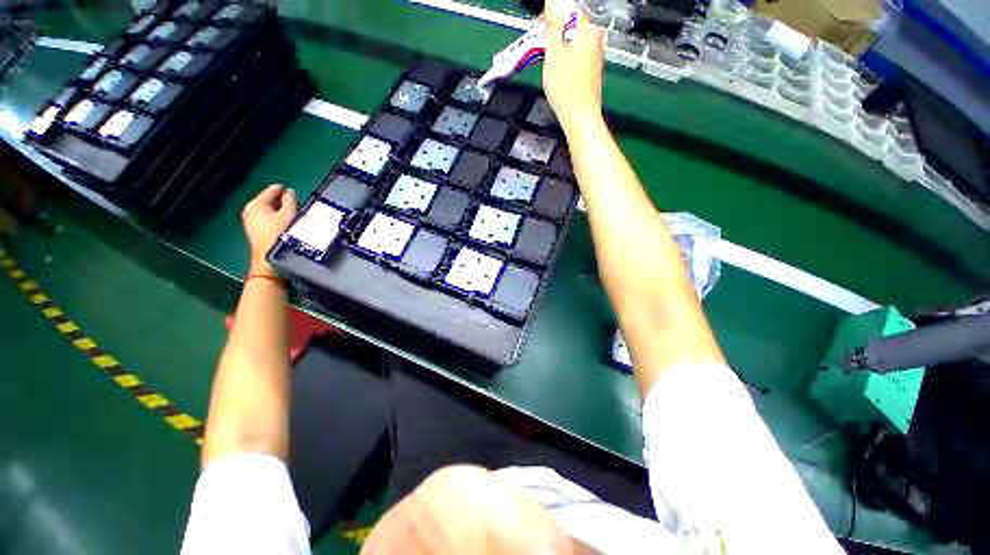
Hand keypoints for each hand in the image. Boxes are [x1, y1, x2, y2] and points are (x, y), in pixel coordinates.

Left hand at [241, 183, 296, 272]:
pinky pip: (268, 218)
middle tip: (296, 205)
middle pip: (269, 200)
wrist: (269, 258)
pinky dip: (276, 218)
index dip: (284, 190)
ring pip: (269, 209)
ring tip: (293, 215)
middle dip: (282, 201)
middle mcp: (250, 210)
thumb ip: (290, 200)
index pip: (272, 190)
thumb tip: (290, 192)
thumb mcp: (289, 214)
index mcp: (256, 204)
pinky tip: (286, 224)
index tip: (295, 193)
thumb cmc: (278, 235)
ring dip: (281, 211)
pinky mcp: (255, 230)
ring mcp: (251, 221)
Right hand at [542, 0, 604, 126]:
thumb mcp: (554, 53)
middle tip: (539, 49)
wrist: (579, 118)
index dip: (549, 18)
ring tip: (547, 63)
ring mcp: (593, 55)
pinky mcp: (589, 70)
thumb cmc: (567, 90)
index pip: (567, 8)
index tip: (538, 32)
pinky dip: (563, 60)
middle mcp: (593, 39)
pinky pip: (574, 56)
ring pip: (570, 41)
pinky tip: (557, 73)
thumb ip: (554, 23)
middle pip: (569, 25)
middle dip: (552, 34)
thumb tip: (554, 0)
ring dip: (555, 48)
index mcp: (587, 30)